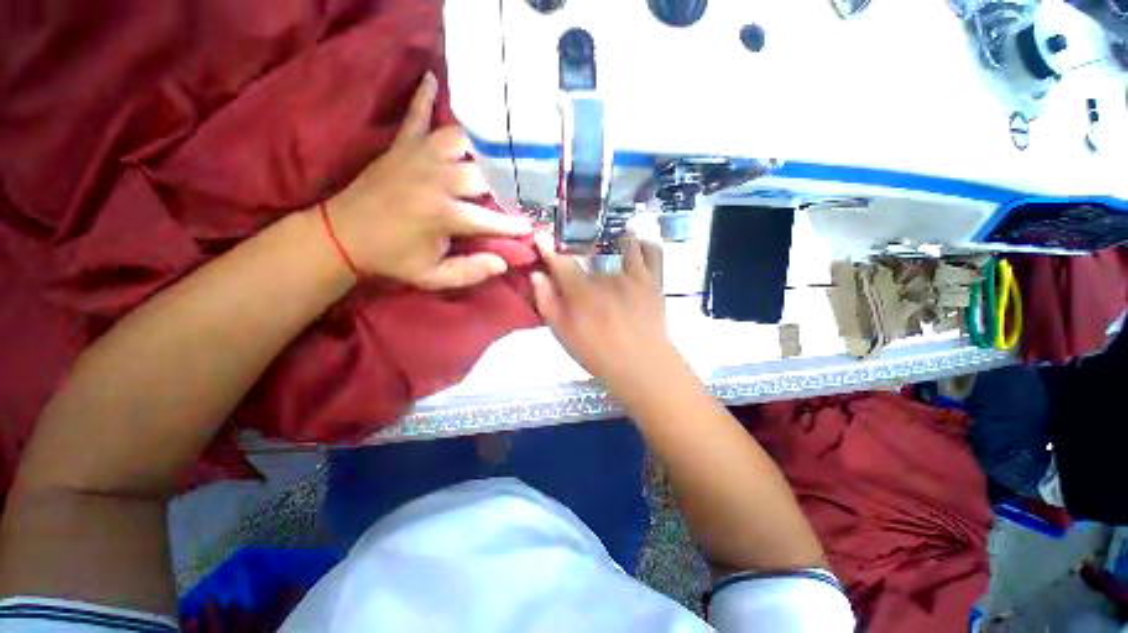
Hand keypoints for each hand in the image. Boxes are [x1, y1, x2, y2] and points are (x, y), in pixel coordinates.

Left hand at [325, 73, 530, 289]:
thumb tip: (503, 262)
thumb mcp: (432, 276)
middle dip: (506, 183)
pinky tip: (434, 78)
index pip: (490, 218)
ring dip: (482, 144)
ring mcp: (417, 157)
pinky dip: (424, 97)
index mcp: (442, 215)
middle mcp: (435, 180)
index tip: (531, 227)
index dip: (513, 225)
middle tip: (521, 188)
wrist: (341, 235)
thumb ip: (469, 272)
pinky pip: (415, 115)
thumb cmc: (392, 258)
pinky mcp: (401, 147)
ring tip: (500, 150)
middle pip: (483, 173)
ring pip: (460, 139)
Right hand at [530, 232, 673, 388]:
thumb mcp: (564, 334)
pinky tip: (636, 247)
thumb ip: (548, 303)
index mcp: (582, 293)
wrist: (642, 366)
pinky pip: (650, 251)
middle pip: (589, 257)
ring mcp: (632, 276)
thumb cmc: (598, 354)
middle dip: (582, 261)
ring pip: (620, 248)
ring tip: (611, 253)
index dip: (548, 247)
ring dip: (613, 247)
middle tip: (585, 276)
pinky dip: (642, 245)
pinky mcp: (653, 279)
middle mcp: (606, 278)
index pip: (561, 262)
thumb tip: (537, 275)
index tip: (540, 236)